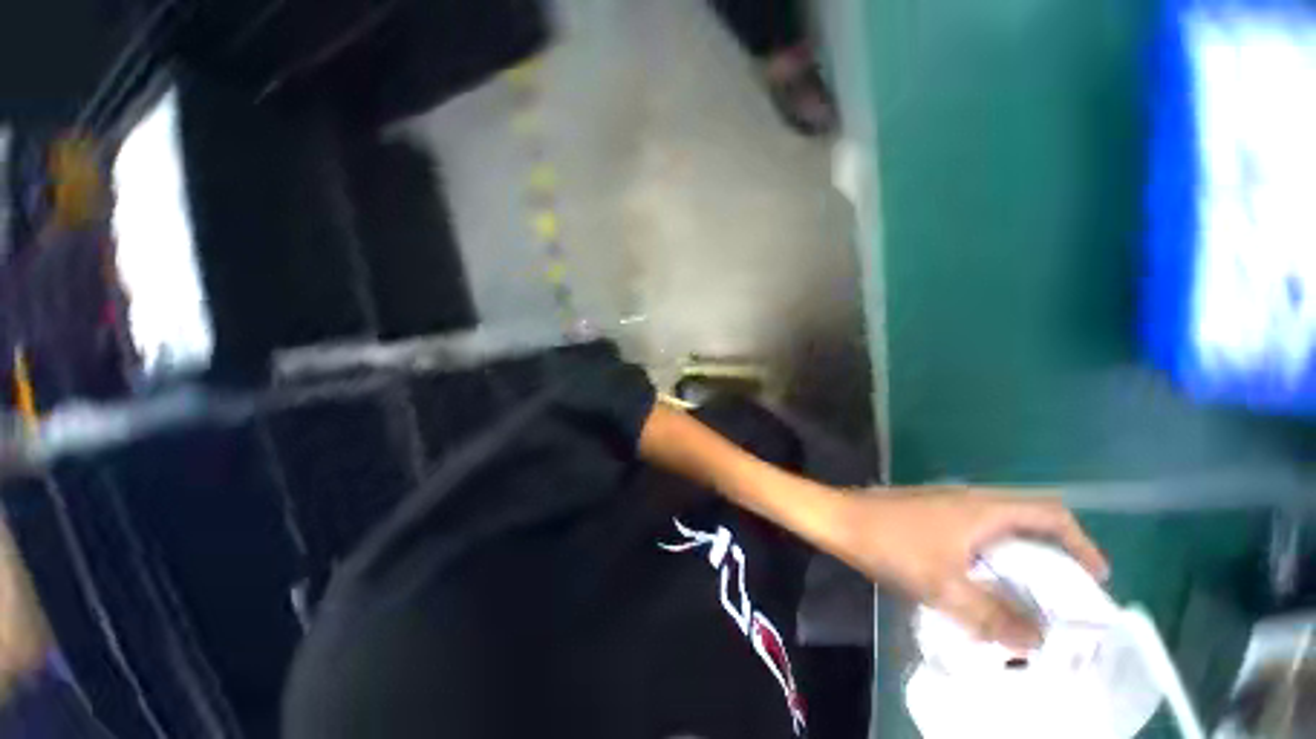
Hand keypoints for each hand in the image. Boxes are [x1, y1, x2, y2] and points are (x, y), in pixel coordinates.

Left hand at [831, 487, 1107, 648]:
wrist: (838, 518)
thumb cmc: (890, 545)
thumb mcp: (943, 587)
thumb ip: (992, 617)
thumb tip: (1037, 642)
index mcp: (983, 509)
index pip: (1050, 513)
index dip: (1081, 542)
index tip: (1095, 578)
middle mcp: (971, 499)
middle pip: (1029, 519)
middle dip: (1054, 554)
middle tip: (1064, 596)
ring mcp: (947, 504)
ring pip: (1001, 527)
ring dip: (1022, 557)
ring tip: (1030, 597)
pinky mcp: (930, 514)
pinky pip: (976, 532)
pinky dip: (993, 556)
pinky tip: (985, 583)